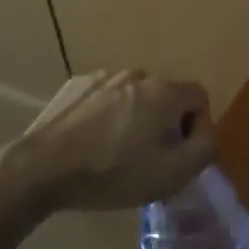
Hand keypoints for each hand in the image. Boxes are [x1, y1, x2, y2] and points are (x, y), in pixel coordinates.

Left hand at [0, 69, 213, 213]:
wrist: (42, 169)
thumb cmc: (113, 172)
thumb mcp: (172, 174)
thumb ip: (204, 150)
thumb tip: (206, 137)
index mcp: (163, 90)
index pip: (199, 97)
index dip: (198, 128)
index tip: (180, 156)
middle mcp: (136, 74)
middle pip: (165, 97)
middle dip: (165, 125)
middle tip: (150, 160)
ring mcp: (102, 76)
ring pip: (133, 97)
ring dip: (134, 119)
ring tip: (116, 153)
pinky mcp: (75, 86)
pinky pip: (104, 98)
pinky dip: (106, 116)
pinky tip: (91, 143)